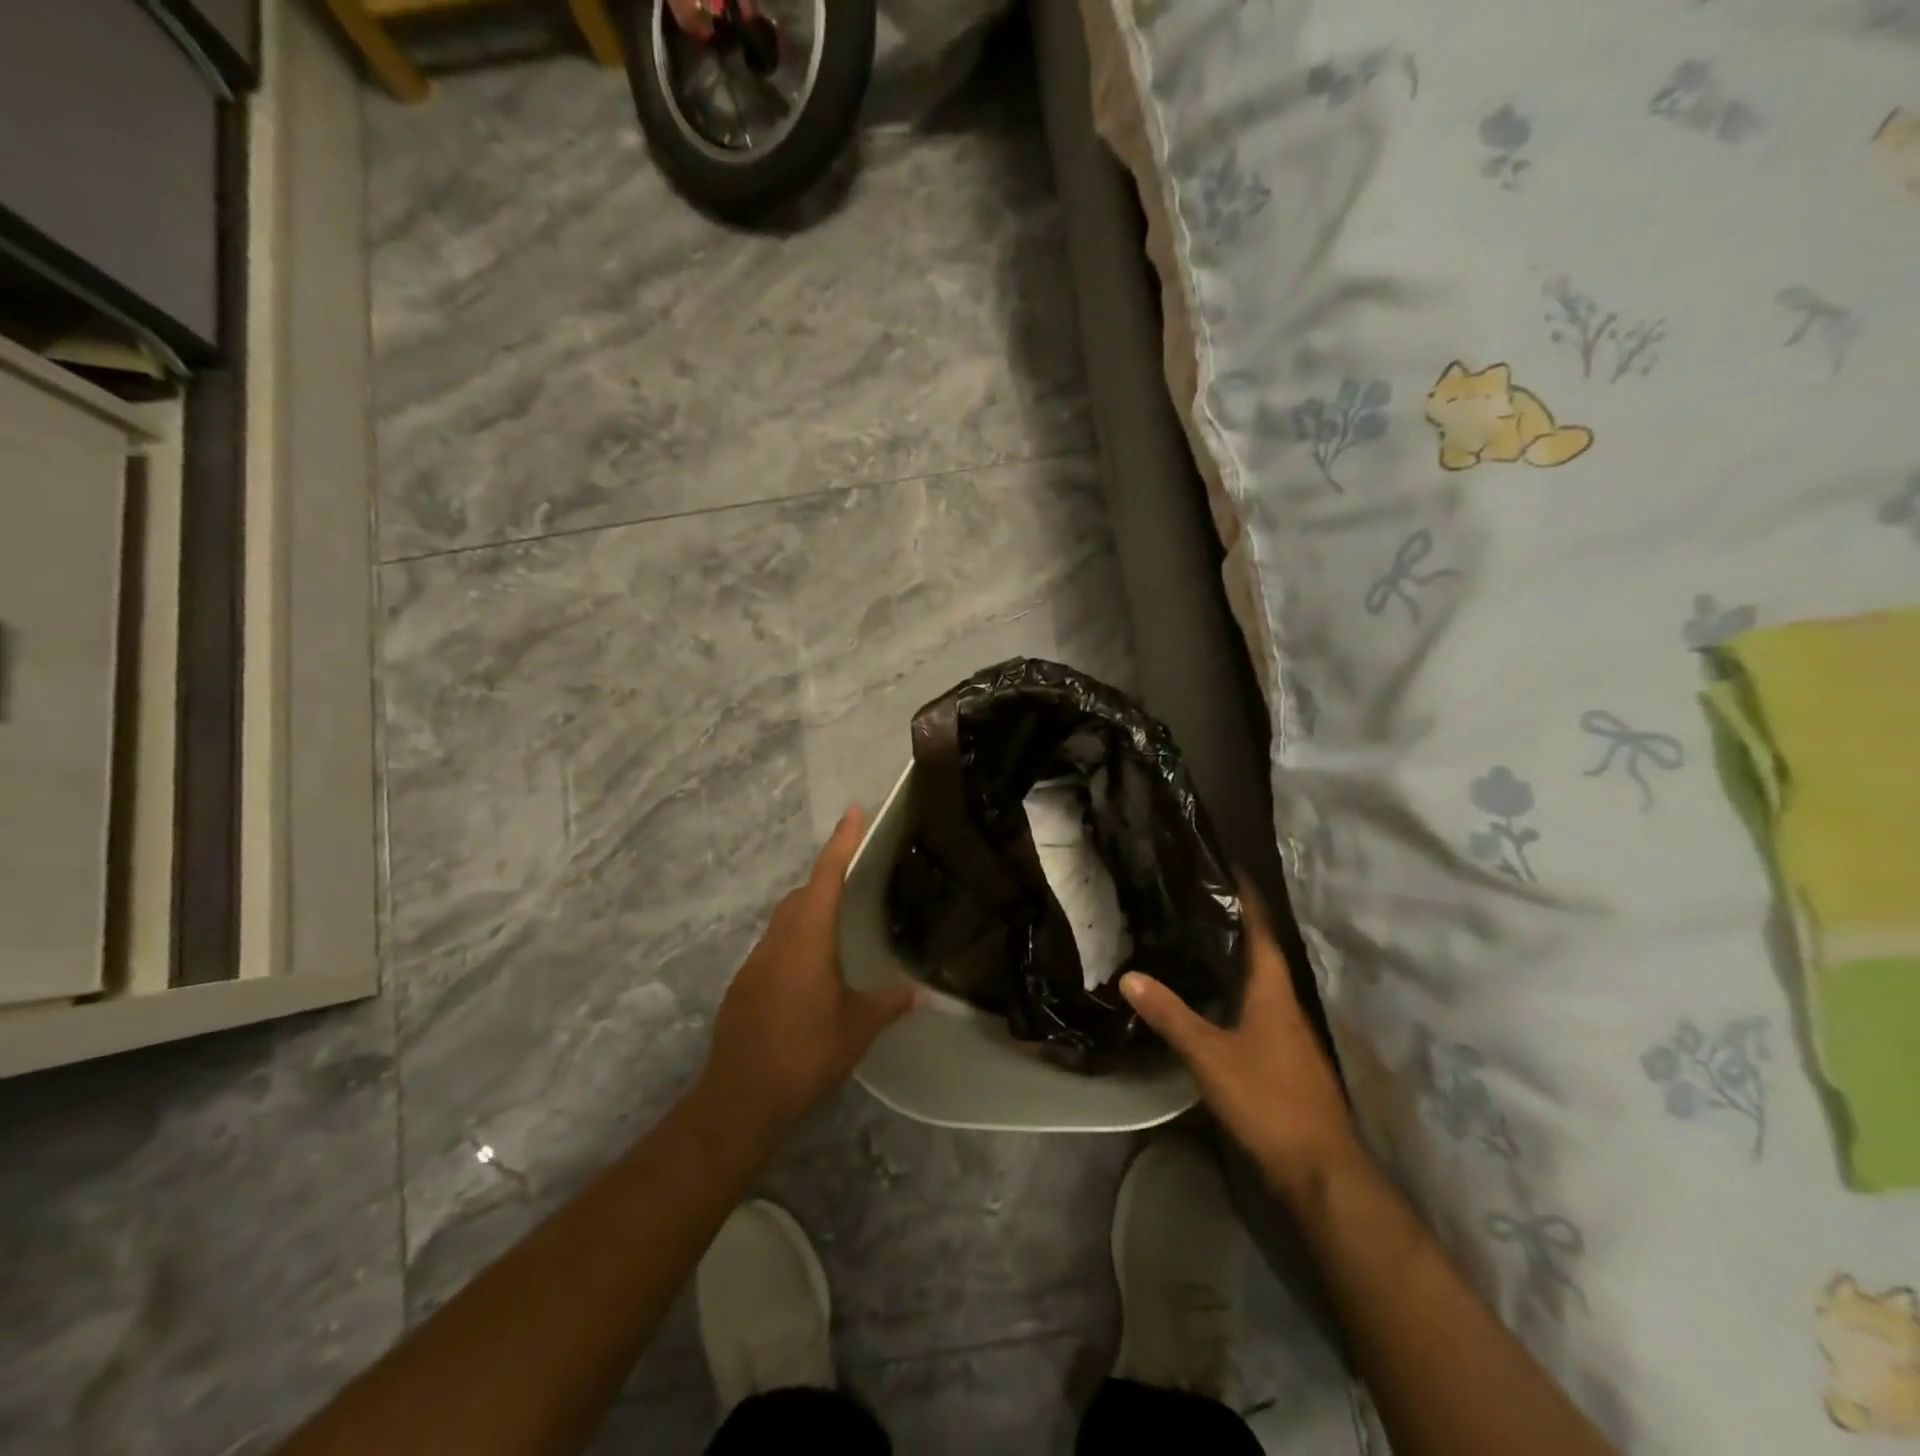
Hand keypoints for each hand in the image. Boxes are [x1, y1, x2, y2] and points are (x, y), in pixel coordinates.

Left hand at [696, 807, 916, 1143]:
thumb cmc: (805, 1054)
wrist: (739, 1098)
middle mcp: (777, 941)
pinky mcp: (743, 986)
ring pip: (784, 922)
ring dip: (809, 914)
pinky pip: (774, 949)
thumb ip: (888, 1004)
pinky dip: (794, 945)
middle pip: (801, 895)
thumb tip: (922, 993)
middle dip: (826, 879)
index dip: (841, 842)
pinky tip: (811, 976)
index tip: (853, 811)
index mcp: (807, 940)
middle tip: (856, 880)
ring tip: (839, 931)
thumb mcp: (856, 1029)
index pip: (826, 877)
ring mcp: (755, 963)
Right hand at [1121, 888, 1363, 1204]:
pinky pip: (1258, 1009)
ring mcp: (1289, 1034)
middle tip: (1197, 899)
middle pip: (1261, 952)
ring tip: (1198, 939)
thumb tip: (1129, 975)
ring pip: (1260, 983)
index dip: (1248, 897)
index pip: (1262, 930)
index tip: (1229, 867)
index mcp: (1273, 992)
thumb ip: (1170, 1015)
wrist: (1319, 1169)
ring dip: (1235, 959)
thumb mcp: (1210, 1055)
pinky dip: (1236, 992)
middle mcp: (1286, 1004)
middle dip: (1235, 924)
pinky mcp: (1285, 1058)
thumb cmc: (1268, 1099)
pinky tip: (1213, 997)